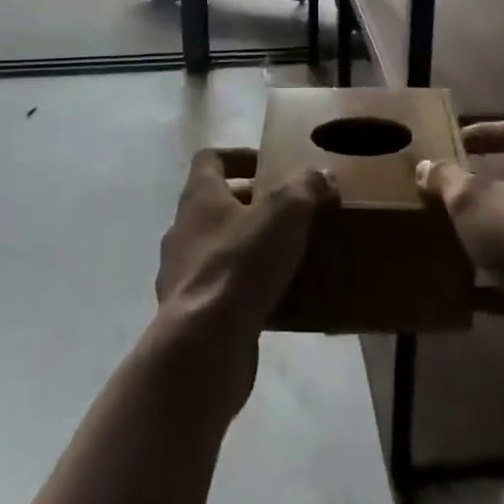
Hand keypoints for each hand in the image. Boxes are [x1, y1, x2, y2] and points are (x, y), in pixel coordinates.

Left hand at [153, 149, 335, 407]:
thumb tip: (321, 175)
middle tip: (291, 212)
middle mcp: (183, 229)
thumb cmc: (241, 264)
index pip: (210, 159)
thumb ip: (306, 187)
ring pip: (219, 248)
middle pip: (216, 204)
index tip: (271, 166)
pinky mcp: (191, 313)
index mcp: (198, 197)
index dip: (239, 157)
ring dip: (249, 247)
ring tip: (289, 255)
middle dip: (253, 205)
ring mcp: (182, 274)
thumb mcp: (286, 213)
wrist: (203, 346)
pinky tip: (277, 298)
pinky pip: (221, 289)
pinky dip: (245, 288)